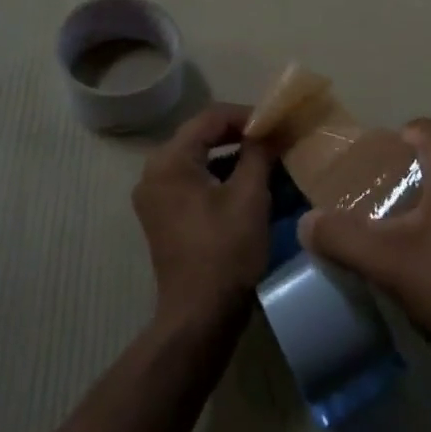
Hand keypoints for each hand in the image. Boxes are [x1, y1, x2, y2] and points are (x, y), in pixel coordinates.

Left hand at [132, 104, 271, 331]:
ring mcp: (155, 196)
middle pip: (201, 136)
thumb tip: (270, 129)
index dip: (246, 115)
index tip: (276, 123)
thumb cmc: (225, 251)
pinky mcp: (163, 216)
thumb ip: (259, 153)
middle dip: (239, 135)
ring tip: (267, 160)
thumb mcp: (249, 196)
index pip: (210, 118)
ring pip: (198, 159)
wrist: (199, 316)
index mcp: (169, 160)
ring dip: (231, 156)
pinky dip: (219, 177)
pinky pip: (192, 181)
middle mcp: (154, 172)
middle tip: (273, 138)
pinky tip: (248, 184)